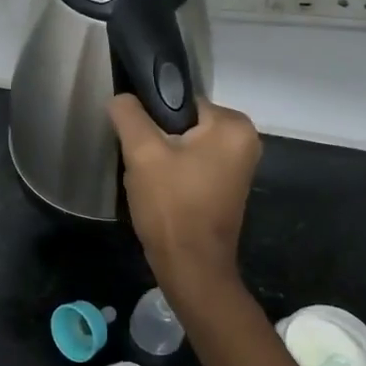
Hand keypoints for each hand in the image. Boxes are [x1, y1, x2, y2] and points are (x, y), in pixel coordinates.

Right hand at [109, 94, 260, 299]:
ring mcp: (238, 165)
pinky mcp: (226, 185)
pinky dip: (172, 173)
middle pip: (182, 123)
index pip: (180, 101)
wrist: (190, 268)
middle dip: (155, 141)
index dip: (151, 117)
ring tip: (147, 181)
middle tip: (140, 164)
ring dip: (161, 158)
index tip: (136, 141)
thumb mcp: (142, 153)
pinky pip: (192, 164)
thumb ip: (129, 115)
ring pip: (183, 144)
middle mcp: (244, 140)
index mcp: (233, 125)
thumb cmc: (172, 206)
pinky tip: (158, 192)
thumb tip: (121, 98)